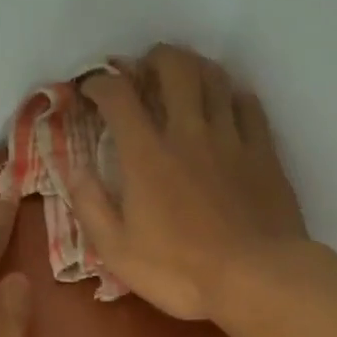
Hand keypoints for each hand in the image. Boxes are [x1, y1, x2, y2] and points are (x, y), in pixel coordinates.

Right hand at [69, 44, 307, 321]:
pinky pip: (249, 105)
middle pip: (174, 68)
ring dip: (195, 67)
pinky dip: (233, 96)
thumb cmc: (180, 271)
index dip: (100, 82)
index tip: (92, 88)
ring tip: (185, 77)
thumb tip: (73, 169)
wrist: (256, 278)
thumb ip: (91, 206)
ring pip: (215, 78)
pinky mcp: (264, 152)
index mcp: (146, 156)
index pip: (118, 97)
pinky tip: (228, 105)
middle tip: (145, 69)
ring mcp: (231, 138)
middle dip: (154, 58)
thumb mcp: (118, 251)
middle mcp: (188, 133)